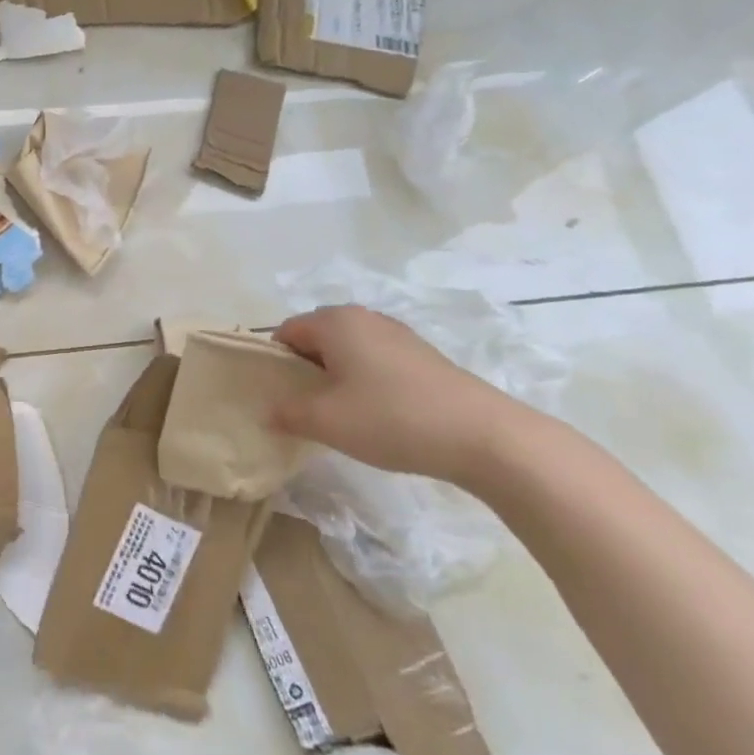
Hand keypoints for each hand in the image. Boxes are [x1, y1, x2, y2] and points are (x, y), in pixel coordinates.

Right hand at [270, 306, 538, 485]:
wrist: (484, 436)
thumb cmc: (391, 418)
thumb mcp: (325, 421)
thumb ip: (287, 413)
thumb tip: (268, 412)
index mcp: (335, 322)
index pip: (285, 332)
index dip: (276, 364)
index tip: (280, 398)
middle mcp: (364, 317)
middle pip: (316, 338)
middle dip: (305, 370)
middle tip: (306, 408)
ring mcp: (398, 335)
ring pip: (348, 350)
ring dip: (336, 378)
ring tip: (342, 415)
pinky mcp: (423, 357)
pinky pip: (376, 361)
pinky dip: (366, 382)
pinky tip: (378, 415)